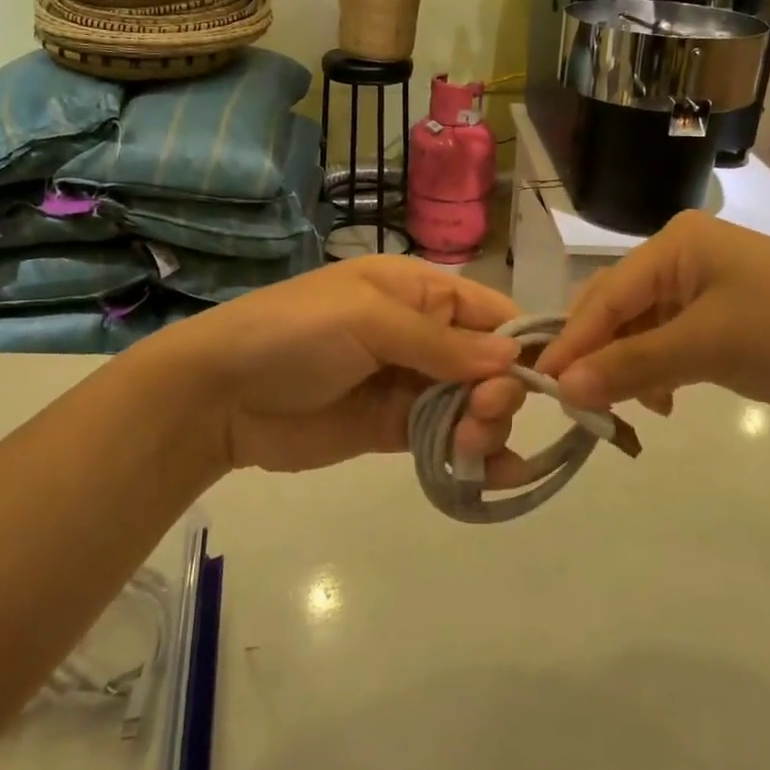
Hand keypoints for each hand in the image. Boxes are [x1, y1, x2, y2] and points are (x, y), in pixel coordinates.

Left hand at [139, 256, 521, 473]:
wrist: (221, 394)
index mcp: (420, 292)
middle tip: (481, 414)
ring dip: (485, 426)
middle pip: (490, 364)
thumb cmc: (296, 333)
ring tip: (467, 445)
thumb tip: (512, 360)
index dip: (522, 344)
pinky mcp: (394, 429)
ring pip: (473, 405)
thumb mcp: (368, 319)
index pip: (492, 313)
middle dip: (499, 391)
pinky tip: (494, 477)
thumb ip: (440, 343)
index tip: (548, 381)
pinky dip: (473, 455)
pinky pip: (446, 439)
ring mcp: (409, 385)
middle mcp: (424, 335)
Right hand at [461, 214, 769, 467]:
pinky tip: (660, 403)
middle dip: (596, 355)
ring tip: (616, 410)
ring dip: (625, 369)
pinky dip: (656, 374)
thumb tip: (564, 389)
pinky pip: (669, 346)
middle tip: (574, 404)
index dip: (572, 340)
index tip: (539, 384)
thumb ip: (633, 365)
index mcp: (675, 245)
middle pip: (618, 309)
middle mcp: (682, 260)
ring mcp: (705, 293)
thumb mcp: (709, 346)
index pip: (605, 294)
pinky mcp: (724, 326)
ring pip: (640, 331)